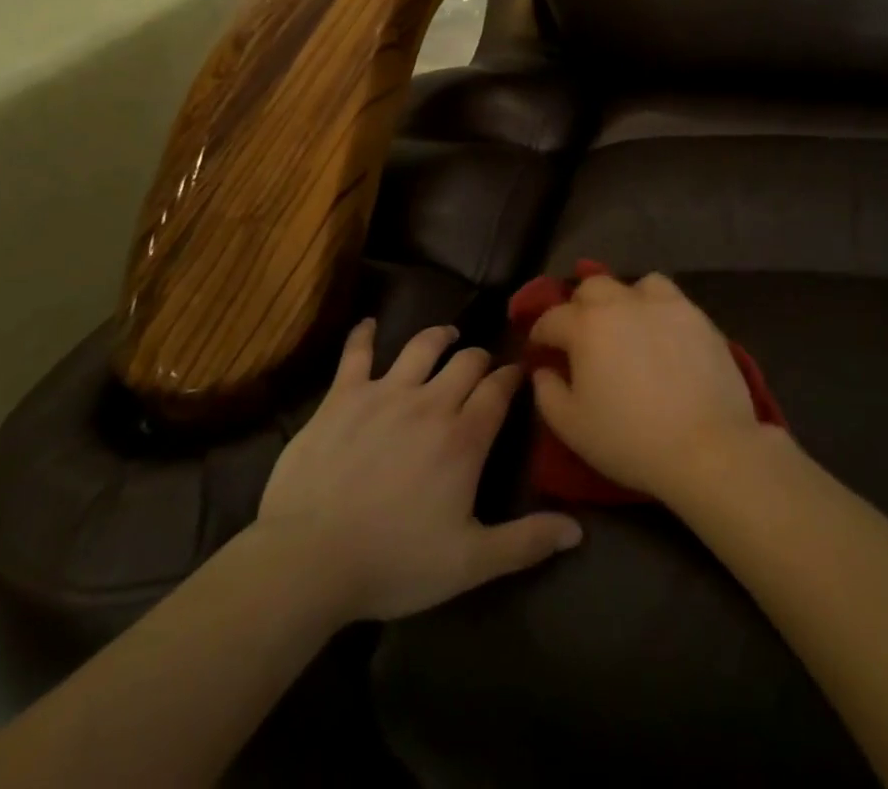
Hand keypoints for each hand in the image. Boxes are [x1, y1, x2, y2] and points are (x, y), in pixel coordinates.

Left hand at [256, 320, 580, 621]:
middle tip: (482, 364)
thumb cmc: (394, 563)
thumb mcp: (469, 563)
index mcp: (464, 438)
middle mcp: (430, 402)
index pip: (498, 390)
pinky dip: (363, 334)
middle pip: (466, 362)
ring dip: (439, 336)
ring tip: (447, 335)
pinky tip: (368, 324)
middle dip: (480, 358)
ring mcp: (385, 392)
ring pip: (422, 346)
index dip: (512, 376)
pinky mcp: (343, 395)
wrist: (310, 559)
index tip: (519, 372)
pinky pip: (356, 353)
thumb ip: (525, 542)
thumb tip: (577, 531)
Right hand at [529, 273, 766, 502]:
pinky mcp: (696, 315)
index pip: (551, 318)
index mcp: (586, 326)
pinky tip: (660, 333)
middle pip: (590, 287)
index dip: (540, 335)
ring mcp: (662, 305)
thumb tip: (543, 370)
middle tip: (582, 337)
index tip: (540, 352)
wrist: (707, 447)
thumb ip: (547, 393)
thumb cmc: (630, 440)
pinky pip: (668, 297)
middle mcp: (621, 303)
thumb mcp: (571, 426)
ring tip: (626, 326)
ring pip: (632, 285)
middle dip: (578, 307)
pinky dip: (656, 307)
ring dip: (621, 300)